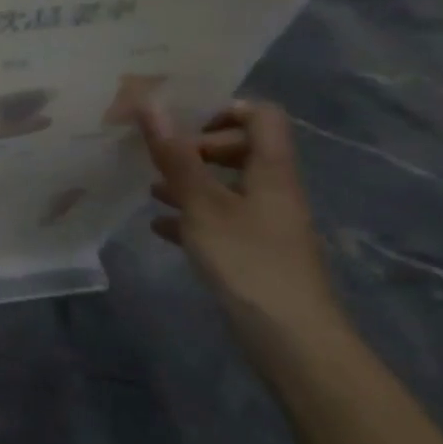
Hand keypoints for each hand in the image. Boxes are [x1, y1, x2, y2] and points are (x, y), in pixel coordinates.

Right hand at [137, 100, 348, 351]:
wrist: (292, 340)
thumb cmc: (248, 261)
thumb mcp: (203, 205)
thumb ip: (176, 156)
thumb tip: (150, 103)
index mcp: (271, 170)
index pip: (260, 116)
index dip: (223, 109)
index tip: (182, 122)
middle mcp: (273, 190)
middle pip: (242, 148)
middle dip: (198, 148)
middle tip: (161, 158)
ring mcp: (266, 223)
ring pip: (227, 186)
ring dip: (190, 182)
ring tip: (150, 188)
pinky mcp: (255, 252)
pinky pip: (221, 220)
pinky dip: (192, 216)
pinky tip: (160, 227)